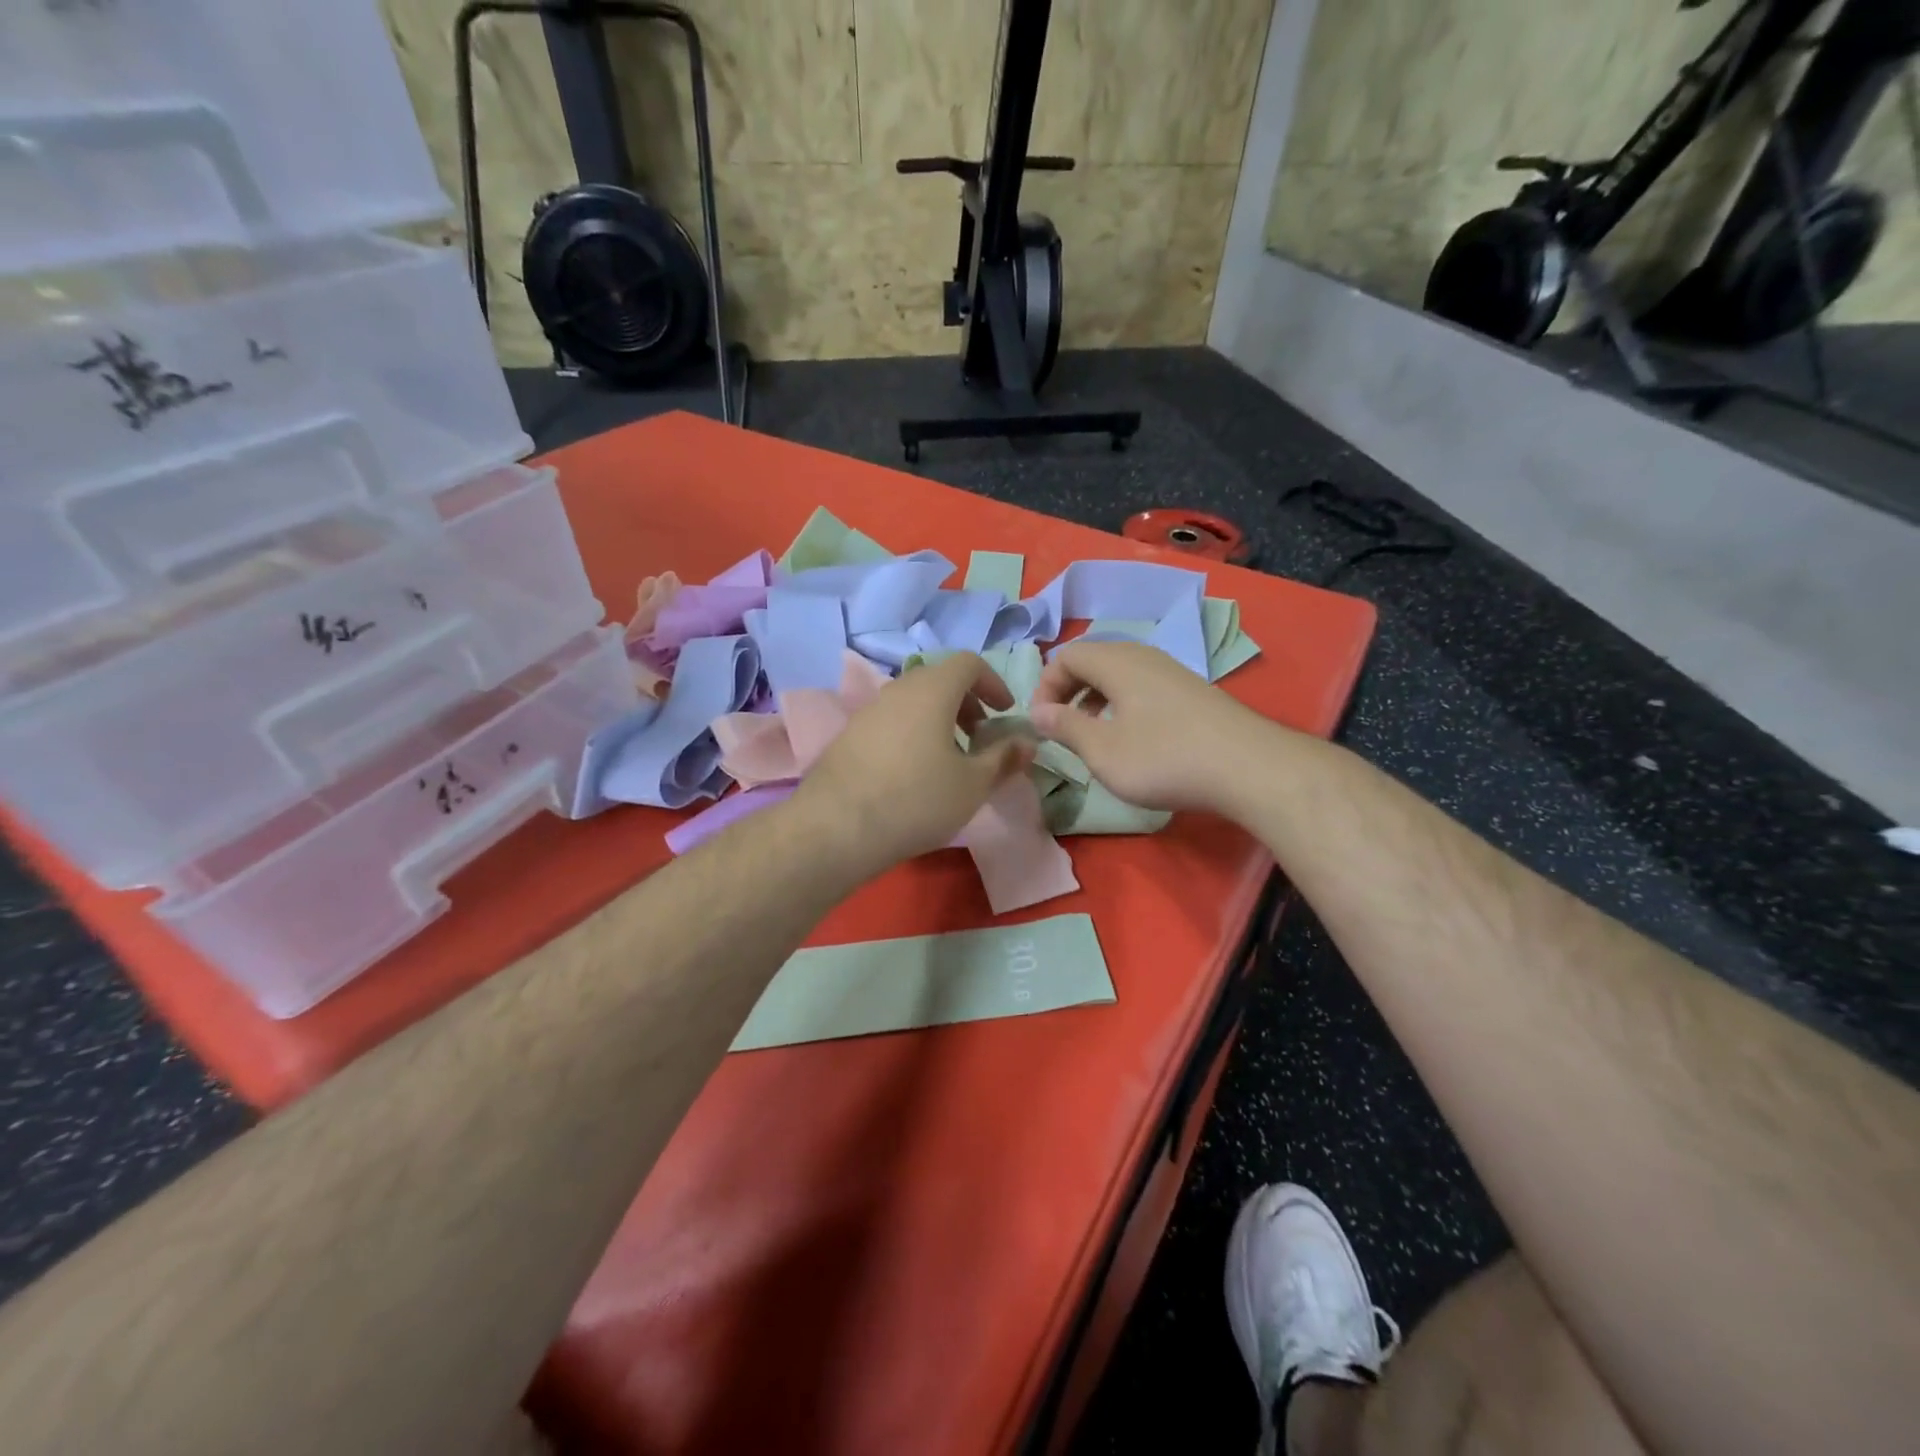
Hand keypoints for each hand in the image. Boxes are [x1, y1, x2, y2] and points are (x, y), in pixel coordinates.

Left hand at [792, 652, 1035, 872]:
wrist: (836, 828)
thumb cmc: (917, 800)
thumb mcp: (973, 784)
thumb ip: (1004, 758)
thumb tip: (1027, 742)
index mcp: (932, 690)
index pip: (968, 662)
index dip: (993, 682)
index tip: (1005, 714)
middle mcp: (897, 690)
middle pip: (939, 680)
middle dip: (967, 703)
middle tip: (980, 738)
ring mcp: (868, 712)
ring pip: (913, 702)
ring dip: (939, 720)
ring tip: (949, 760)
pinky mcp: (848, 736)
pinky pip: (891, 722)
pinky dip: (912, 733)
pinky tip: (913, 775)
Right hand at [1028, 640, 1264, 813]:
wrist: (1250, 768)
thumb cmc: (1165, 758)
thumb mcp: (1103, 750)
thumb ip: (1066, 727)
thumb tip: (1037, 712)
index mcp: (1117, 662)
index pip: (1066, 656)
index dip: (1045, 686)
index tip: (1040, 723)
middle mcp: (1144, 656)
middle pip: (1093, 659)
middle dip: (1068, 690)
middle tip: (1060, 727)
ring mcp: (1172, 672)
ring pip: (1119, 674)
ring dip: (1095, 699)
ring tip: (1092, 734)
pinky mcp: (1192, 692)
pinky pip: (1143, 686)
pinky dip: (1123, 705)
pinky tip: (1131, 738)